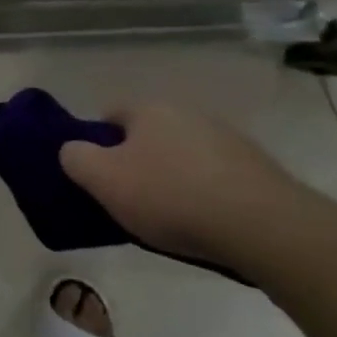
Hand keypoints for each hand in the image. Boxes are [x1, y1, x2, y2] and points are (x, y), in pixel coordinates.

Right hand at [58, 103, 310, 264]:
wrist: (264, 226)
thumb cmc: (171, 197)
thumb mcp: (103, 180)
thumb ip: (75, 159)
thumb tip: (73, 150)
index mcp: (149, 109)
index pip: (110, 113)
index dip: (97, 142)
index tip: (97, 175)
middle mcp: (189, 113)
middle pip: (149, 134)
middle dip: (137, 161)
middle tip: (129, 198)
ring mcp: (228, 139)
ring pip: (184, 155)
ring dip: (173, 177)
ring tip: (169, 218)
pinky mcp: (258, 169)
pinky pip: (216, 177)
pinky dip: (205, 194)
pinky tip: (205, 223)